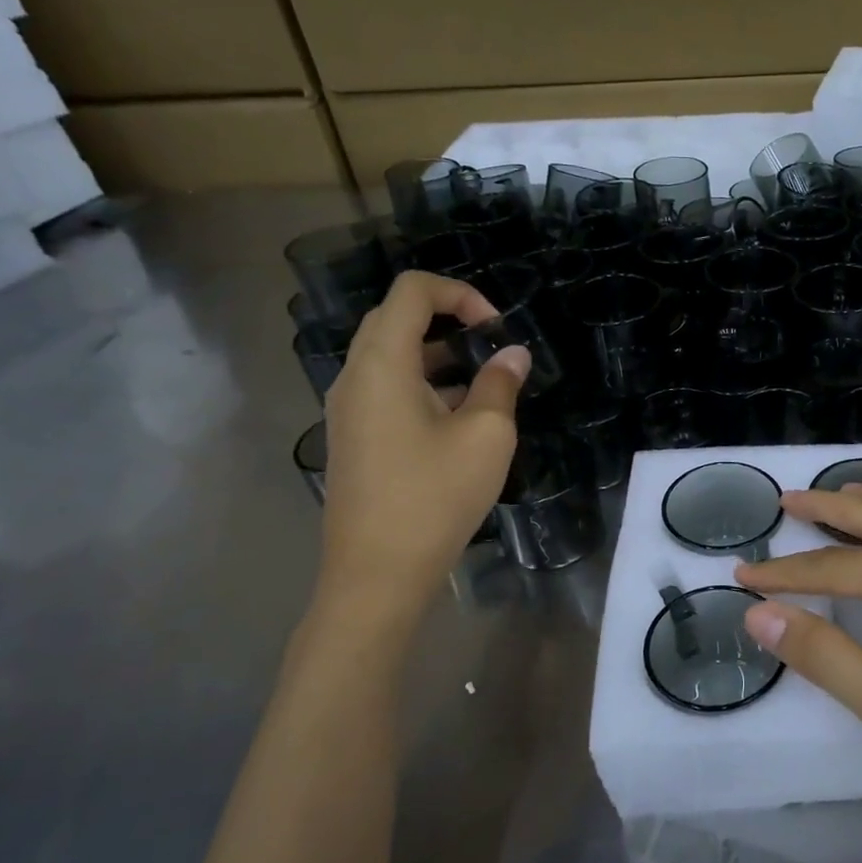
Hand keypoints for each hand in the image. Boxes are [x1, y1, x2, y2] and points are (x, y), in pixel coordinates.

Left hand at [316, 272, 528, 618]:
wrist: (377, 573)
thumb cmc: (434, 496)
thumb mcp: (485, 436)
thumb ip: (500, 384)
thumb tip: (513, 354)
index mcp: (382, 364)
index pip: (412, 290)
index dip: (460, 293)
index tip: (497, 329)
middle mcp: (355, 376)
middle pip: (396, 318)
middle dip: (449, 320)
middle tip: (492, 348)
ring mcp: (348, 409)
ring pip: (392, 356)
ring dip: (439, 355)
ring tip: (484, 385)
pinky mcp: (353, 436)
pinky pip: (387, 388)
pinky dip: (424, 384)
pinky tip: (459, 420)